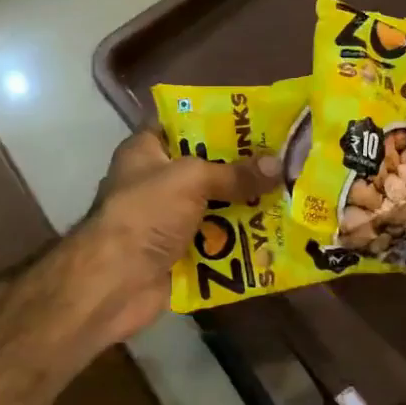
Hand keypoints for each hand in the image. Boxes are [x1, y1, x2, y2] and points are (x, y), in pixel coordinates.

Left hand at [68, 129, 278, 345]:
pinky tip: (276, 235)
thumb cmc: (145, 214)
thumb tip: (278, 165)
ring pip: (215, 207)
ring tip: (291, 197)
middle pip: (206, 168)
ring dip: (247, 207)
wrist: (114, 282)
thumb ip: (233, 172)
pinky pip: (216, 242)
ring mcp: (167, 220)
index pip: (183, 125)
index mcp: (146, 150)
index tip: (258, 122)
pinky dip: (240, 241)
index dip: (218, 122)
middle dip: (243, 169)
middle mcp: (156, 181)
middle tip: (286, 161)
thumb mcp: (191, 179)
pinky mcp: (179, 253)